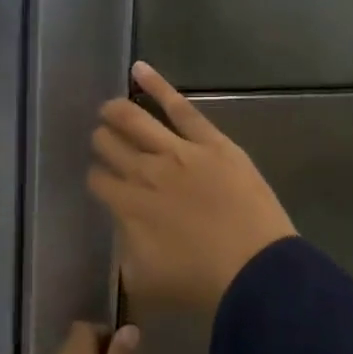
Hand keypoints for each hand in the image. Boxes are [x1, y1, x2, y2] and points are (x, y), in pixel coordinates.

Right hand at [88, 61, 297, 315]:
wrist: (255, 272)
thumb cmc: (200, 284)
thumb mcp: (145, 281)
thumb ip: (125, 250)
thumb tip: (123, 228)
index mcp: (127, 207)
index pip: (99, 181)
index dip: (97, 179)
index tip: (102, 181)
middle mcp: (144, 173)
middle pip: (111, 147)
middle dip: (103, 143)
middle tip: (104, 142)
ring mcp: (177, 152)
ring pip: (134, 121)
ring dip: (115, 113)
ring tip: (107, 108)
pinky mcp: (210, 141)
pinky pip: (179, 107)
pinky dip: (156, 85)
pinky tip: (138, 69)